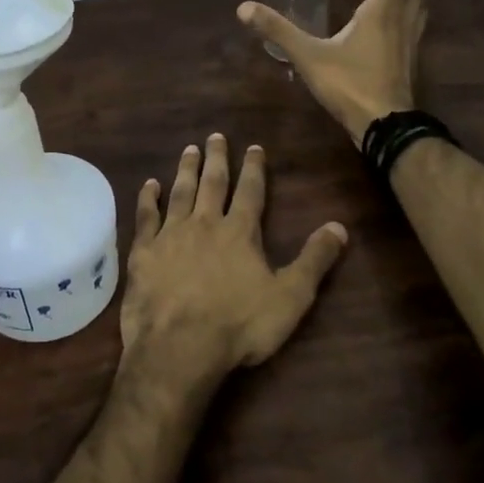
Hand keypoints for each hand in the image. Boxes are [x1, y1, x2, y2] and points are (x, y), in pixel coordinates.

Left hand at [120, 134, 346, 381]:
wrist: (179, 346)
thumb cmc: (239, 325)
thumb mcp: (290, 297)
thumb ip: (314, 260)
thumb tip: (339, 226)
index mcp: (240, 232)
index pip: (250, 191)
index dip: (254, 168)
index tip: (254, 147)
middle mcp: (205, 223)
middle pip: (212, 183)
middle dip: (217, 158)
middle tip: (215, 136)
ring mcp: (171, 234)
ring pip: (180, 192)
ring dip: (186, 170)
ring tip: (189, 149)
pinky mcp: (144, 251)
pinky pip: (146, 216)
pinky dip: (148, 198)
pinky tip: (149, 184)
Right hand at [237, 0, 428, 144]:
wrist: (385, 126)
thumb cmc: (349, 85)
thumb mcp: (308, 56)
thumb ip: (278, 30)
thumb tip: (244, 8)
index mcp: (383, 12)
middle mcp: (403, 21)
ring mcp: (411, 43)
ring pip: (417, 7)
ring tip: (370, 1)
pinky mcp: (411, 62)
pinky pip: (413, 27)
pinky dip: (398, 18)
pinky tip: (374, 34)